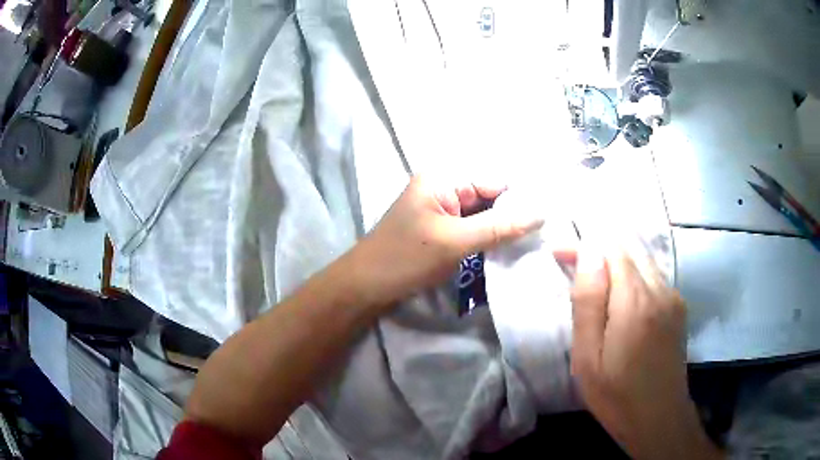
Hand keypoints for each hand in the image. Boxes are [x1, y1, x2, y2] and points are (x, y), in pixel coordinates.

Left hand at [346, 176, 542, 308]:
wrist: (367, 286)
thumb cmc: (406, 259)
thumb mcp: (455, 242)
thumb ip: (499, 226)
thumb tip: (541, 213)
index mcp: (442, 178)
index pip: (493, 180)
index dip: (521, 198)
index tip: (549, 217)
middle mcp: (444, 187)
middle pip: (489, 195)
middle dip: (514, 213)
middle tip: (545, 232)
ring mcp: (442, 209)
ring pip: (483, 213)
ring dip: (503, 227)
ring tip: (533, 240)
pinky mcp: (442, 228)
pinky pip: (473, 227)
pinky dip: (489, 236)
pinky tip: (509, 247)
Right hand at [568, 248, 722, 459]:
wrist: (659, 418)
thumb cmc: (616, 395)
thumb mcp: (588, 358)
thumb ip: (588, 302)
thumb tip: (589, 253)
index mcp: (636, 302)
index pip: (611, 248)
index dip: (584, 244)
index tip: (559, 252)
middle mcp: (661, 290)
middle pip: (629, 249)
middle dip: (599, 249)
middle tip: (571, 263)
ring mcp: (674, 297)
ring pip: (642, 261)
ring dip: (615, 263)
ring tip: (592, 282)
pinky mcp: (678, 308)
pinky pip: (653, 277)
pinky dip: (632, 277)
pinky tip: (619, 299)